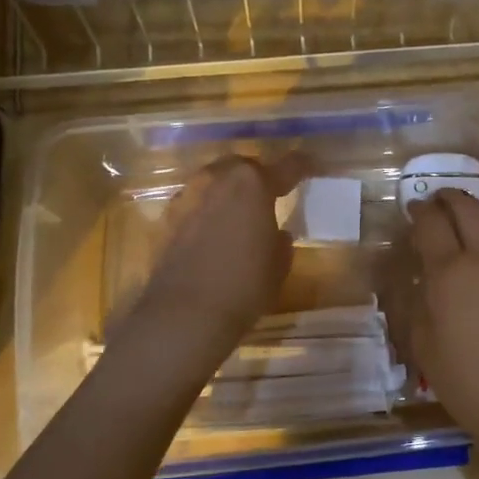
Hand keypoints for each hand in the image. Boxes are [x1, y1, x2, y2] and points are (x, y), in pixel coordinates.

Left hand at [127, 154, 306, 355]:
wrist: (184, 313)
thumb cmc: (244, 286)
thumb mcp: (279, 264)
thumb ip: (280, 239)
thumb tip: (276, 232)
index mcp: (253, 184)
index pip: (287, 166)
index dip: (302, 165)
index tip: (311, 166)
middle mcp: (218, 179)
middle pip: (243, 167)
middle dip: (257, 176)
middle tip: (269, 195)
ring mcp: (188, 196)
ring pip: (214, 182)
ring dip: (228, 192)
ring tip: (239, 215)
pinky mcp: (166, 218)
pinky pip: (194, 204)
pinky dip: (206, 212)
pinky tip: (212, 234)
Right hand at [392, 190, 478, 478]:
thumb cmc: (468, 381)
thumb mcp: (424, 345)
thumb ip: (416, 303)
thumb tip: (416, 279)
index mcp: (451, 272)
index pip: (432, 222)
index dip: (419, 210)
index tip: (410, 208)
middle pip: (469, 208)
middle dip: (449, 198)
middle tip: (434, 202)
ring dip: (473, 212)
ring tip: (457, 221)